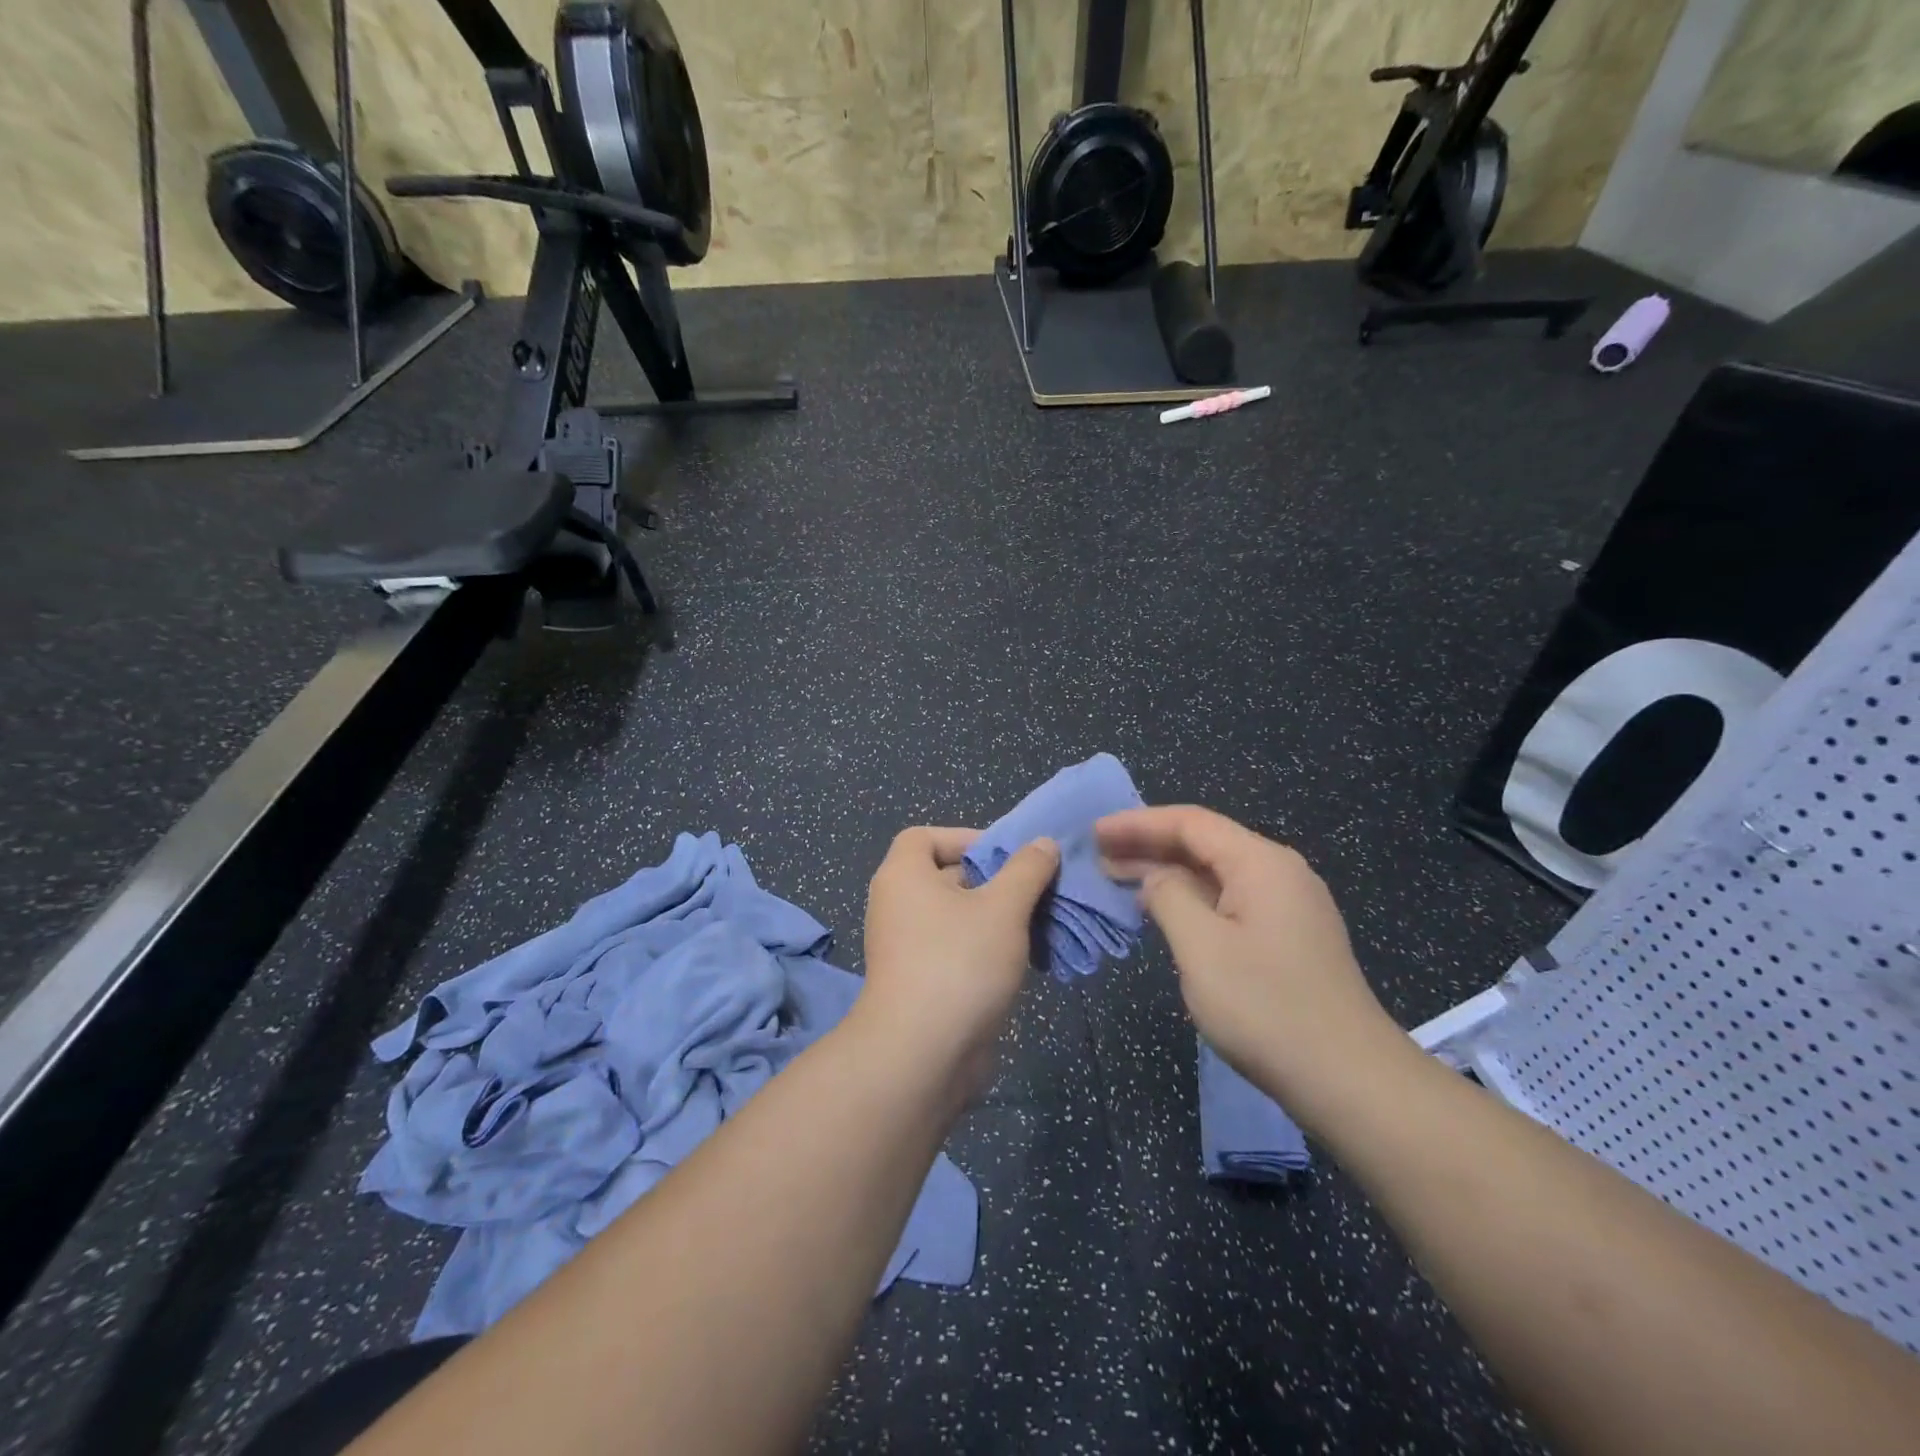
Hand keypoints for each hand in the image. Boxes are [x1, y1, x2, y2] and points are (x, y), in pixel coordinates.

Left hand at [856, 827, 1060, 1095]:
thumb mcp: (1003, 908)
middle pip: (946, 875)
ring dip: (996, 917)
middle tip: (1035, 890)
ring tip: (1038, 925)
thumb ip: (1026, 870)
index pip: (924, 836)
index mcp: (903, 875)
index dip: (965, 838)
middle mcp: (897, 905)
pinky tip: (1022, 961)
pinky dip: (984, 948)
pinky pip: (955, 949)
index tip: (1006, 856)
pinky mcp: (919, 982)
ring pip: (956, 917)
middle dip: (992, 880)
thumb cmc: (959, 962)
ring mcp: (905, 947)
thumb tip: (1042, 843)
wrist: (921, 1055)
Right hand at [1096, 805, 1405, 1128]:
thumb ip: (1169, 897)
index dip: (1138, 823)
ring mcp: (1288, 906)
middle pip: (1205, 843)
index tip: (1095, 832)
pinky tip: (1164, 912)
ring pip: (1216, 874)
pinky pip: (1229, 900)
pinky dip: (1191, 899)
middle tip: (1099, 857)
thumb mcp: (1201, 947)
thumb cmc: (1266, 1007)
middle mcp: (1279, 873)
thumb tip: (1156, 878)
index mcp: (1261, 863)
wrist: (1349, 1079)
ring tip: (1120, 880)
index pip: (1191, 823)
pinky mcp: (1288, 937)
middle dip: (1149, 846)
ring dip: (1167, 874)